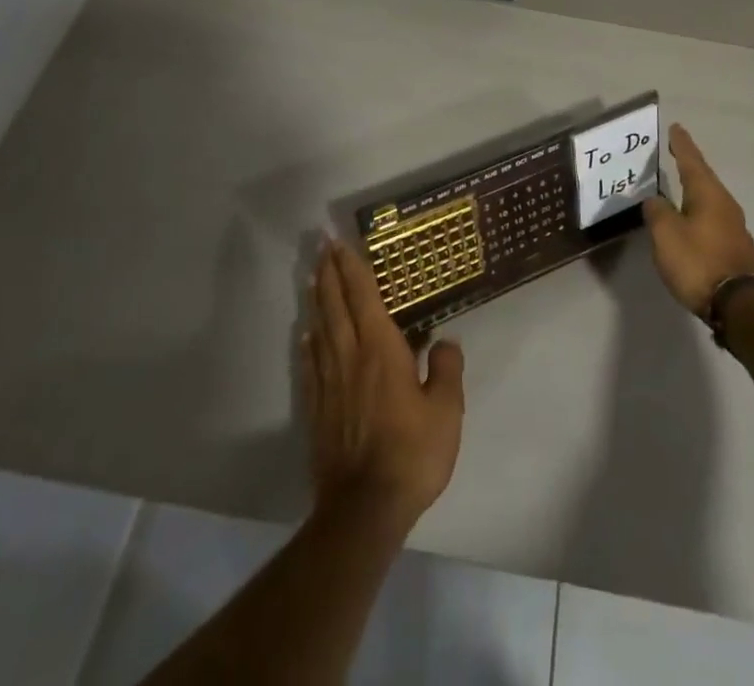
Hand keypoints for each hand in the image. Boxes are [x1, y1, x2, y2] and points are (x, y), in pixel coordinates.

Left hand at [302, 240, 465, 533]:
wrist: (365, 508)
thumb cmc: (411, 454)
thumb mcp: (446, 411)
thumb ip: (446, 371)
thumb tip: (443, 342)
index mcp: (381, 351)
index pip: (364, 298)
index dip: (353, 269)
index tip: (341, 245)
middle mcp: (351, 358)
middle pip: (336, 306)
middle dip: (329, 274)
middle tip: (322, 248)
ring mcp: (330, 385)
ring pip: (321, 330)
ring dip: (317, 301)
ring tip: (312, 279)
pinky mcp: (319, 411)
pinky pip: (312, 366)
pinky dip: (309, 345)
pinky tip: (307, 336)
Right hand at [644, 124, 753, 315]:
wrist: (739, 306)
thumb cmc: (698, 262)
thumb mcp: (666, 234)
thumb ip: (657, 212)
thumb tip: (656, 200)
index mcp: (707, 194)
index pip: (691, 161)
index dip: (681, 144)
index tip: (675, 128)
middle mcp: (724, 204)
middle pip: (703, 178)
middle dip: (689, 165)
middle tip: (675, 152)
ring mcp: (733, 227)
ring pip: (709, 199)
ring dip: (694, 190)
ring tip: (679, 185)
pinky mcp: (735, 248)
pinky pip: (712, 219)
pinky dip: (698, 211)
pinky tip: (690, 219)